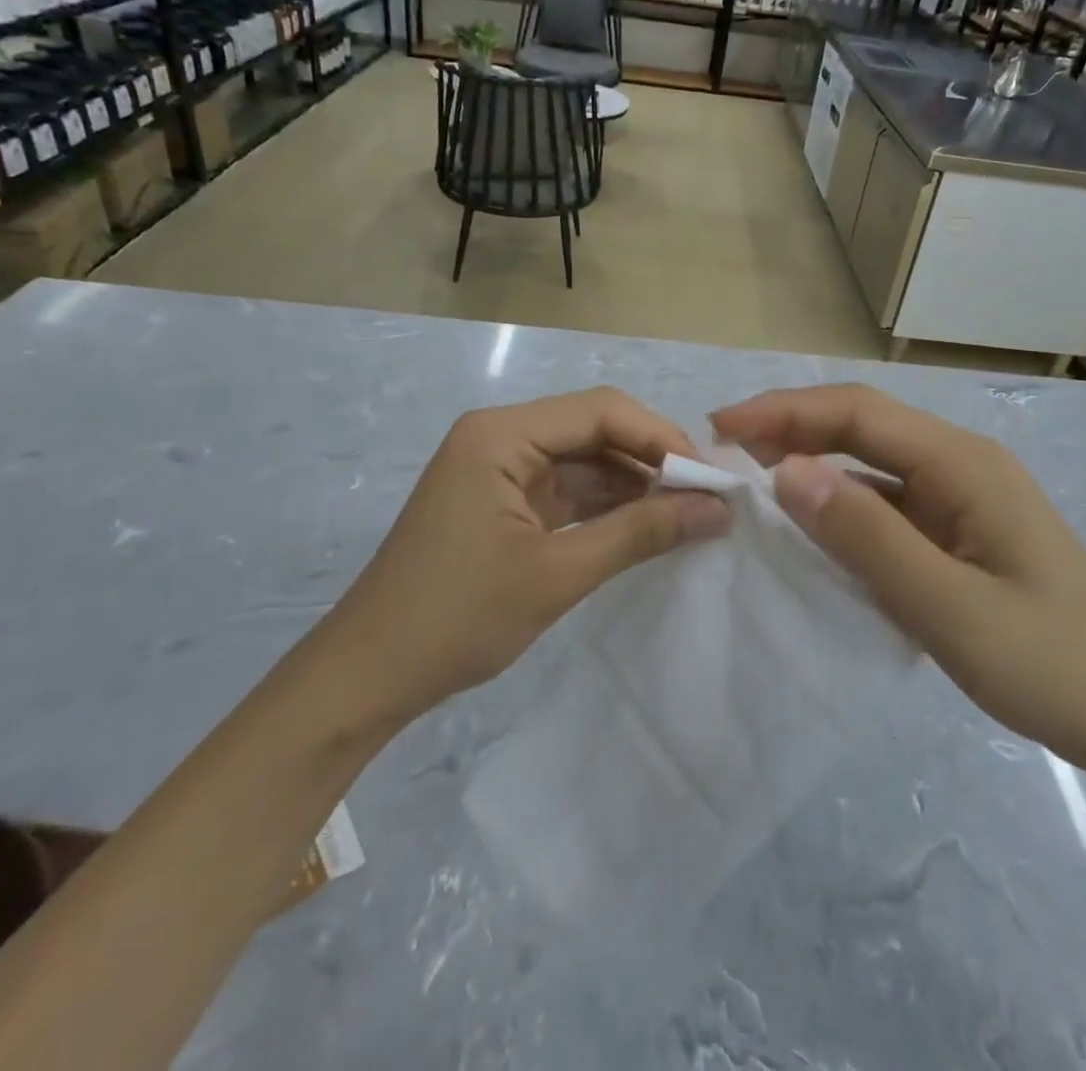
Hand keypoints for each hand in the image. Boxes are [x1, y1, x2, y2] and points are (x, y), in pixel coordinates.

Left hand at [338, 388, 730, 722]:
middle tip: (707, 497)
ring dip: (634, 485)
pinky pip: (566, 490)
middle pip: (593, 429)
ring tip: (689, 513)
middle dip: (651, 460)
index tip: (710, 478)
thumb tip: (716, 510)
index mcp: (501, 434)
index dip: (661, 437)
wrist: (369, 676)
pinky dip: (606, 507)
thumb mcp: (557, 574)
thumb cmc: (457, 618)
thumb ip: (640, 533)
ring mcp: (498, 469)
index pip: (600, 410)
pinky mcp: (502, 502)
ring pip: (584, 460)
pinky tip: (647, 525)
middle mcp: (500, 437)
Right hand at [712, 384, 1085, 777]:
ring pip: (870, 461)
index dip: (783, 412)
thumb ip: (868, 538)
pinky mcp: (956, 532)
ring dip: (810, 459)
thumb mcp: (951, 608)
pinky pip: (884, 501)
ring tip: (749, 475)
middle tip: (722, 448)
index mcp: (962, 464)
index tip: (720, 428)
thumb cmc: (1054, 664)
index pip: (856, 413)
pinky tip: (808, 522)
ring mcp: (960, 498)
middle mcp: (959, 465)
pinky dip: (837, 501)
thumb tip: (787, 472)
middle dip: (789, 426)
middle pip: (861, 425)